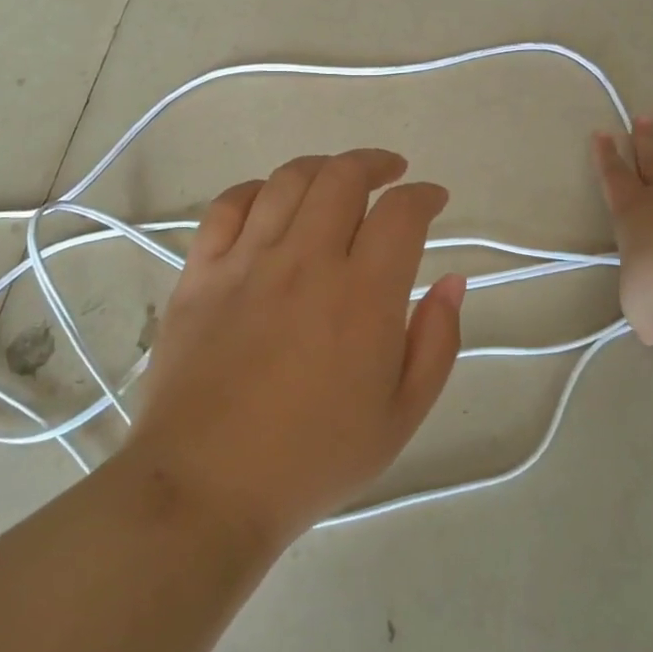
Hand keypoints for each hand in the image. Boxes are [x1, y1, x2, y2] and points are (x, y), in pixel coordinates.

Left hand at [124, 149, 465, 545]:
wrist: (206, 488)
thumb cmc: (313, 459)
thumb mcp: (401, 416)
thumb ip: (436, 342)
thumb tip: (451, 281)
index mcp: (362, 295)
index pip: (401, 213)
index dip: (424, 196)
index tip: (433, 200)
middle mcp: (306, 261)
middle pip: (344, 177)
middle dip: (376, 164)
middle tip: (391, 174)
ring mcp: (247, 261)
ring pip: (289, 180)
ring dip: (323, 168)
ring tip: (338, 179)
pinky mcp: (201, 272)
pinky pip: (229, 205)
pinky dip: (258, 190)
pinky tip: (272, 201)